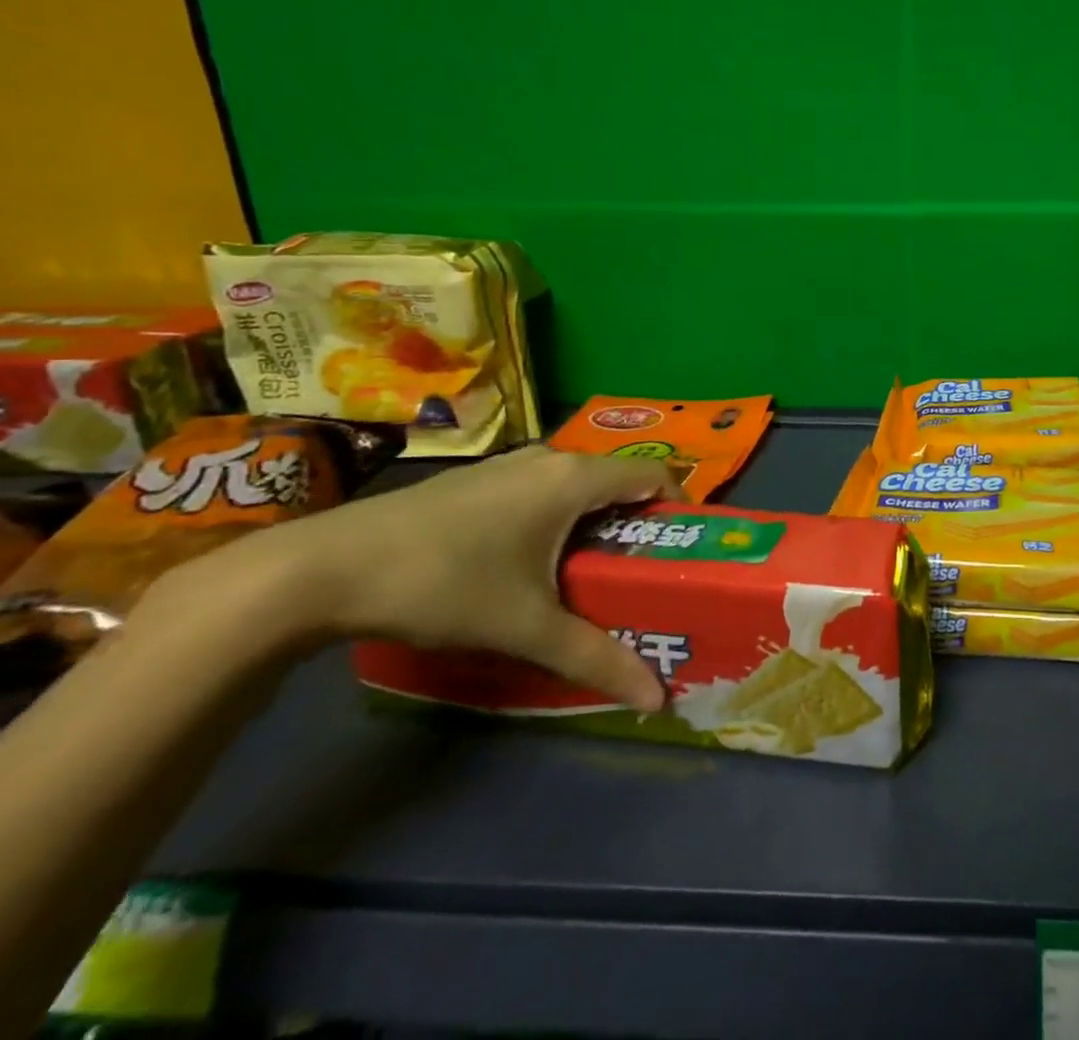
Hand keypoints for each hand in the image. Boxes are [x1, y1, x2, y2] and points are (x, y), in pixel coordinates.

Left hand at [140, 446, 682, 710]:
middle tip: (639, 574)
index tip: (681, 549)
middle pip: (616, 482)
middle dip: (635, 524)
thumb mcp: (524, 627)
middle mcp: (548, 459)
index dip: (679, 507)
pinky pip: (540, 490)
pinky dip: (556, 519)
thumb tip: (657, 696)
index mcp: (574, 479)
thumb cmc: (443, 582)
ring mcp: (506, 466)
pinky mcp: (474, 481)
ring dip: (593, 523)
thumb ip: (594, 658)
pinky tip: (527, 565)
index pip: (655, 475)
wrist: (320, 569)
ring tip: (589, 575)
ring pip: (575, 487)